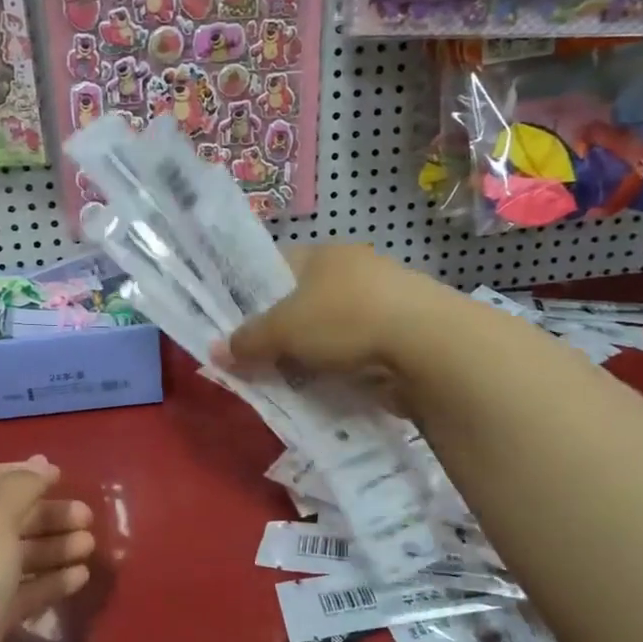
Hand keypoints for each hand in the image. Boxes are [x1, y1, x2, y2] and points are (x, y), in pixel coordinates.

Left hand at [0, 458, 94, 641]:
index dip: (21, 472)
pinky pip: (22, 592)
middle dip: (46, 513)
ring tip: (90, 545)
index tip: (59, 475)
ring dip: (54, 547)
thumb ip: (20, 487)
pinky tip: (80, 577)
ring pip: (17, 556)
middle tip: (86, 516)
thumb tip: (41, 464)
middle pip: (6, 517)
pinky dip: (50, 582)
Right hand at [217, 244, 440, 376]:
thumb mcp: (284, 330)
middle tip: (251, 357)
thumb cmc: (345, 319)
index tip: (230, 320)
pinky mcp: (400, 334)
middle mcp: (352, 270)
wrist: (428, 346)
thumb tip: (214, 352)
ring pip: (327, 328)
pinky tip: (322, 386)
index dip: (248, 290)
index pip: (273, 265)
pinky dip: (338, 367)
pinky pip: (353, 350)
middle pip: (300, 300)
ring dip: (308, 352)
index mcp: (322, 254)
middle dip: (278, 329)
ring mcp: (380, 301)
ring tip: (283, 379)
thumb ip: (247, 340)